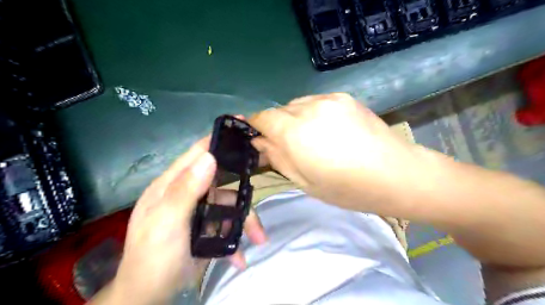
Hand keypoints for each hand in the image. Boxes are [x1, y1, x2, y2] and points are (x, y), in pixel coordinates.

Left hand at [108, 136, 266, 304]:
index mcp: (173, 185)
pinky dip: (236, 241)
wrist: (147, 296)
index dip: (218, 139)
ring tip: (258, 239)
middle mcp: (188, 193)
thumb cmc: (153, 257)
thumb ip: (185, 190)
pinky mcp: (207, 229)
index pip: (197, 153)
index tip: (242, 124)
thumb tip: (210, 157)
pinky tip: (240, 257)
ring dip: (245, 223)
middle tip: (260, 198)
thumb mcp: (166, 222)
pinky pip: (228, 227)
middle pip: (222, 182)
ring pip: (230, 207)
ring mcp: (199, 212)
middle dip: (242, 194)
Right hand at [248, 92, 422, 214]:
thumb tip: (259, 142)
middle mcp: (309, 108)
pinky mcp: (345, 97)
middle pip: (279, 110)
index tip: (260, 139)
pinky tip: (328, 130)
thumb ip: (278, 158)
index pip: (262, 117)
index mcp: (295, 132)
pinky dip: (313, 113)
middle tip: (290, 146)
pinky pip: (316, 101)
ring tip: (312, 138)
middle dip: (277, 126)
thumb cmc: (347, 188)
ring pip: (297, 104)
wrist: (396, 174)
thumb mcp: (304, 182)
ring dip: (295, 118)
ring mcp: (329, 99)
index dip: (256, 127)